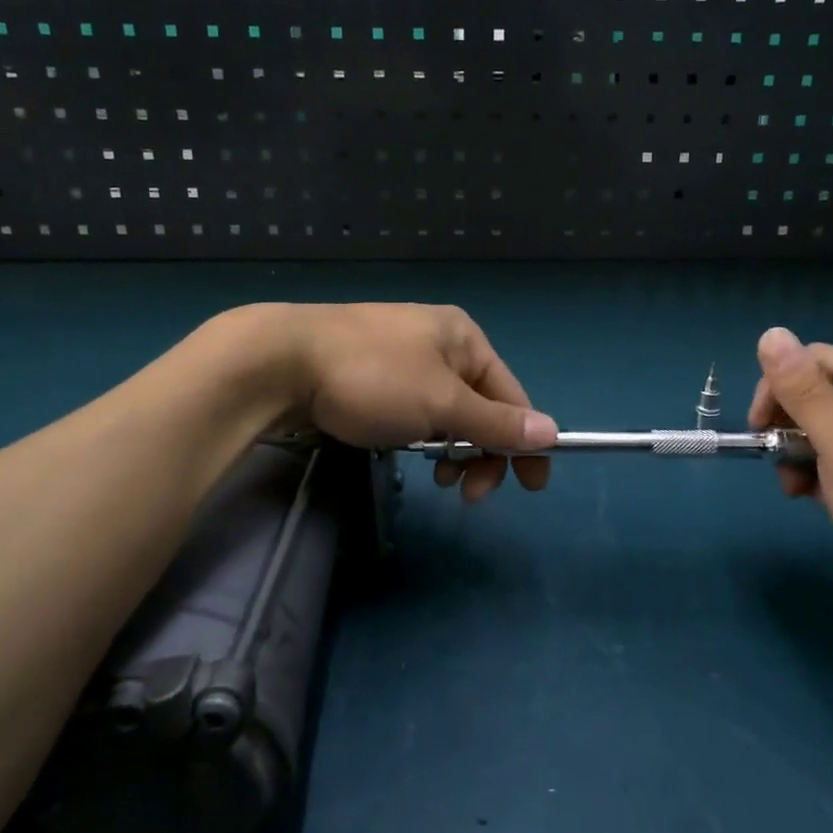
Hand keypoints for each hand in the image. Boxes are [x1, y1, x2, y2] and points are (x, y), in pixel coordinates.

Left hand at [253, 303, 557, 502]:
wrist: (280, 361)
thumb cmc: (373, 377)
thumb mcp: (442, 404)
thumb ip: (496, 422)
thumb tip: (552, 432)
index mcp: (464, 338)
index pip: (511, 395)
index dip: (525, 441)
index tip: (532, 487)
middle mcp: (439, 341)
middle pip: (480, 405)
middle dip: (482, 452)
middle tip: (469, 494)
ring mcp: (403, 356)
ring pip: (447, 412)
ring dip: (453, 449)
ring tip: (439, 479)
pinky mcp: (373, 374)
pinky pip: (415, 410)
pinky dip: (422, 436)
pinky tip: (407, 451)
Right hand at [747, 327, 832, 595]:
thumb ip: (806, 394)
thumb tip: (770, 334)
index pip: (821, 361)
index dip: (783, 390)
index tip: (760, 431)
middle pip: (822, 393)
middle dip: (793, 431)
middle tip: (783, 472)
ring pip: (827, 424)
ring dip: (803, 455)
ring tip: (800, 491)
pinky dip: (823, 470)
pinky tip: (818, 496)